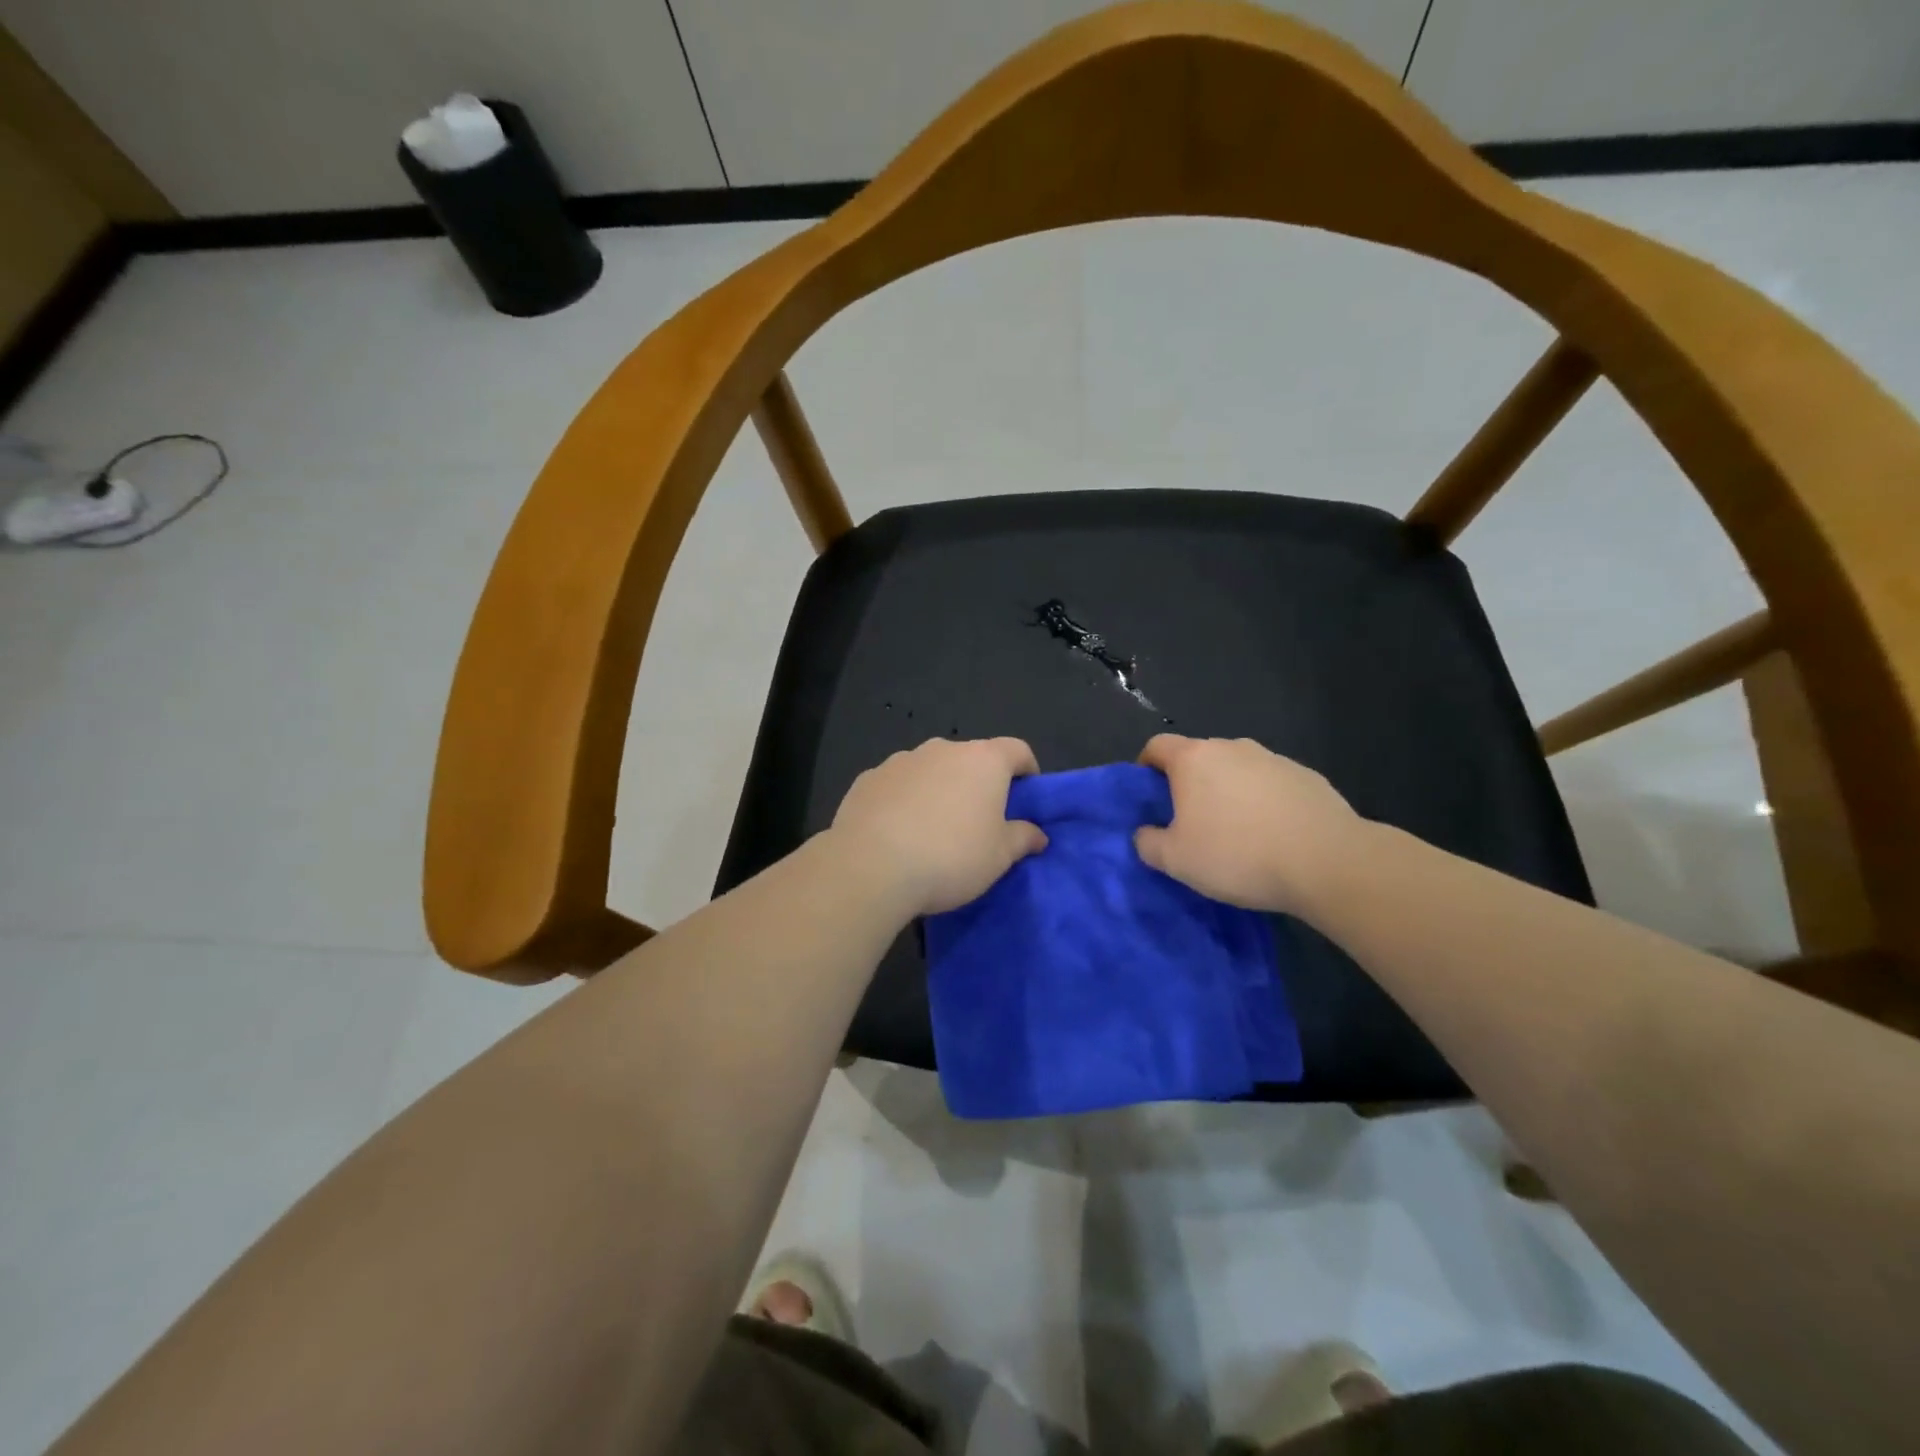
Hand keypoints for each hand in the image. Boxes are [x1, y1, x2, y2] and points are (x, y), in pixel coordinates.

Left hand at [830, 738, 1047, 915]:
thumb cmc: (950, 857)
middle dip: (978, 783)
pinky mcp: (867, 778)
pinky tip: (897, 833)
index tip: (1026, 795)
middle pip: (971, 759)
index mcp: (983, 760)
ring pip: (930, 770)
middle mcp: (942, 749)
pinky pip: (897, 785)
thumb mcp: (999, 857)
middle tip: (979, 820)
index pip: (1016, 750)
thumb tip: (1038, 834)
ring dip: (938, 789)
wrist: (871, 866)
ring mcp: (900, 760)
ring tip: (933, 829)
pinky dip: (904, 800)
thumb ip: (1022, 838)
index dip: (1026, 770)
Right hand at [1133, 735, 1366, 916]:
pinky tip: (1273, 835)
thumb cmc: (1238, 854)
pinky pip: (1271, 784)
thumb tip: (1145, 833)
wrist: (1327, 862)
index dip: (1145, 767)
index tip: (1149, 796)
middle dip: (1189, 783)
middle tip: (1191, 822)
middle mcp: (1232, 748)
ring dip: (1229, 791)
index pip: (1157, 746)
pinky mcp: (1307, 776)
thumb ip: (1148, 842)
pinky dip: (1263, 802)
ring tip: (1237, 832)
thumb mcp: (1175, 860)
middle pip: (1199, 757)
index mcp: (1194, 759)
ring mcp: (1273, 759)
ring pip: (1237, 770)